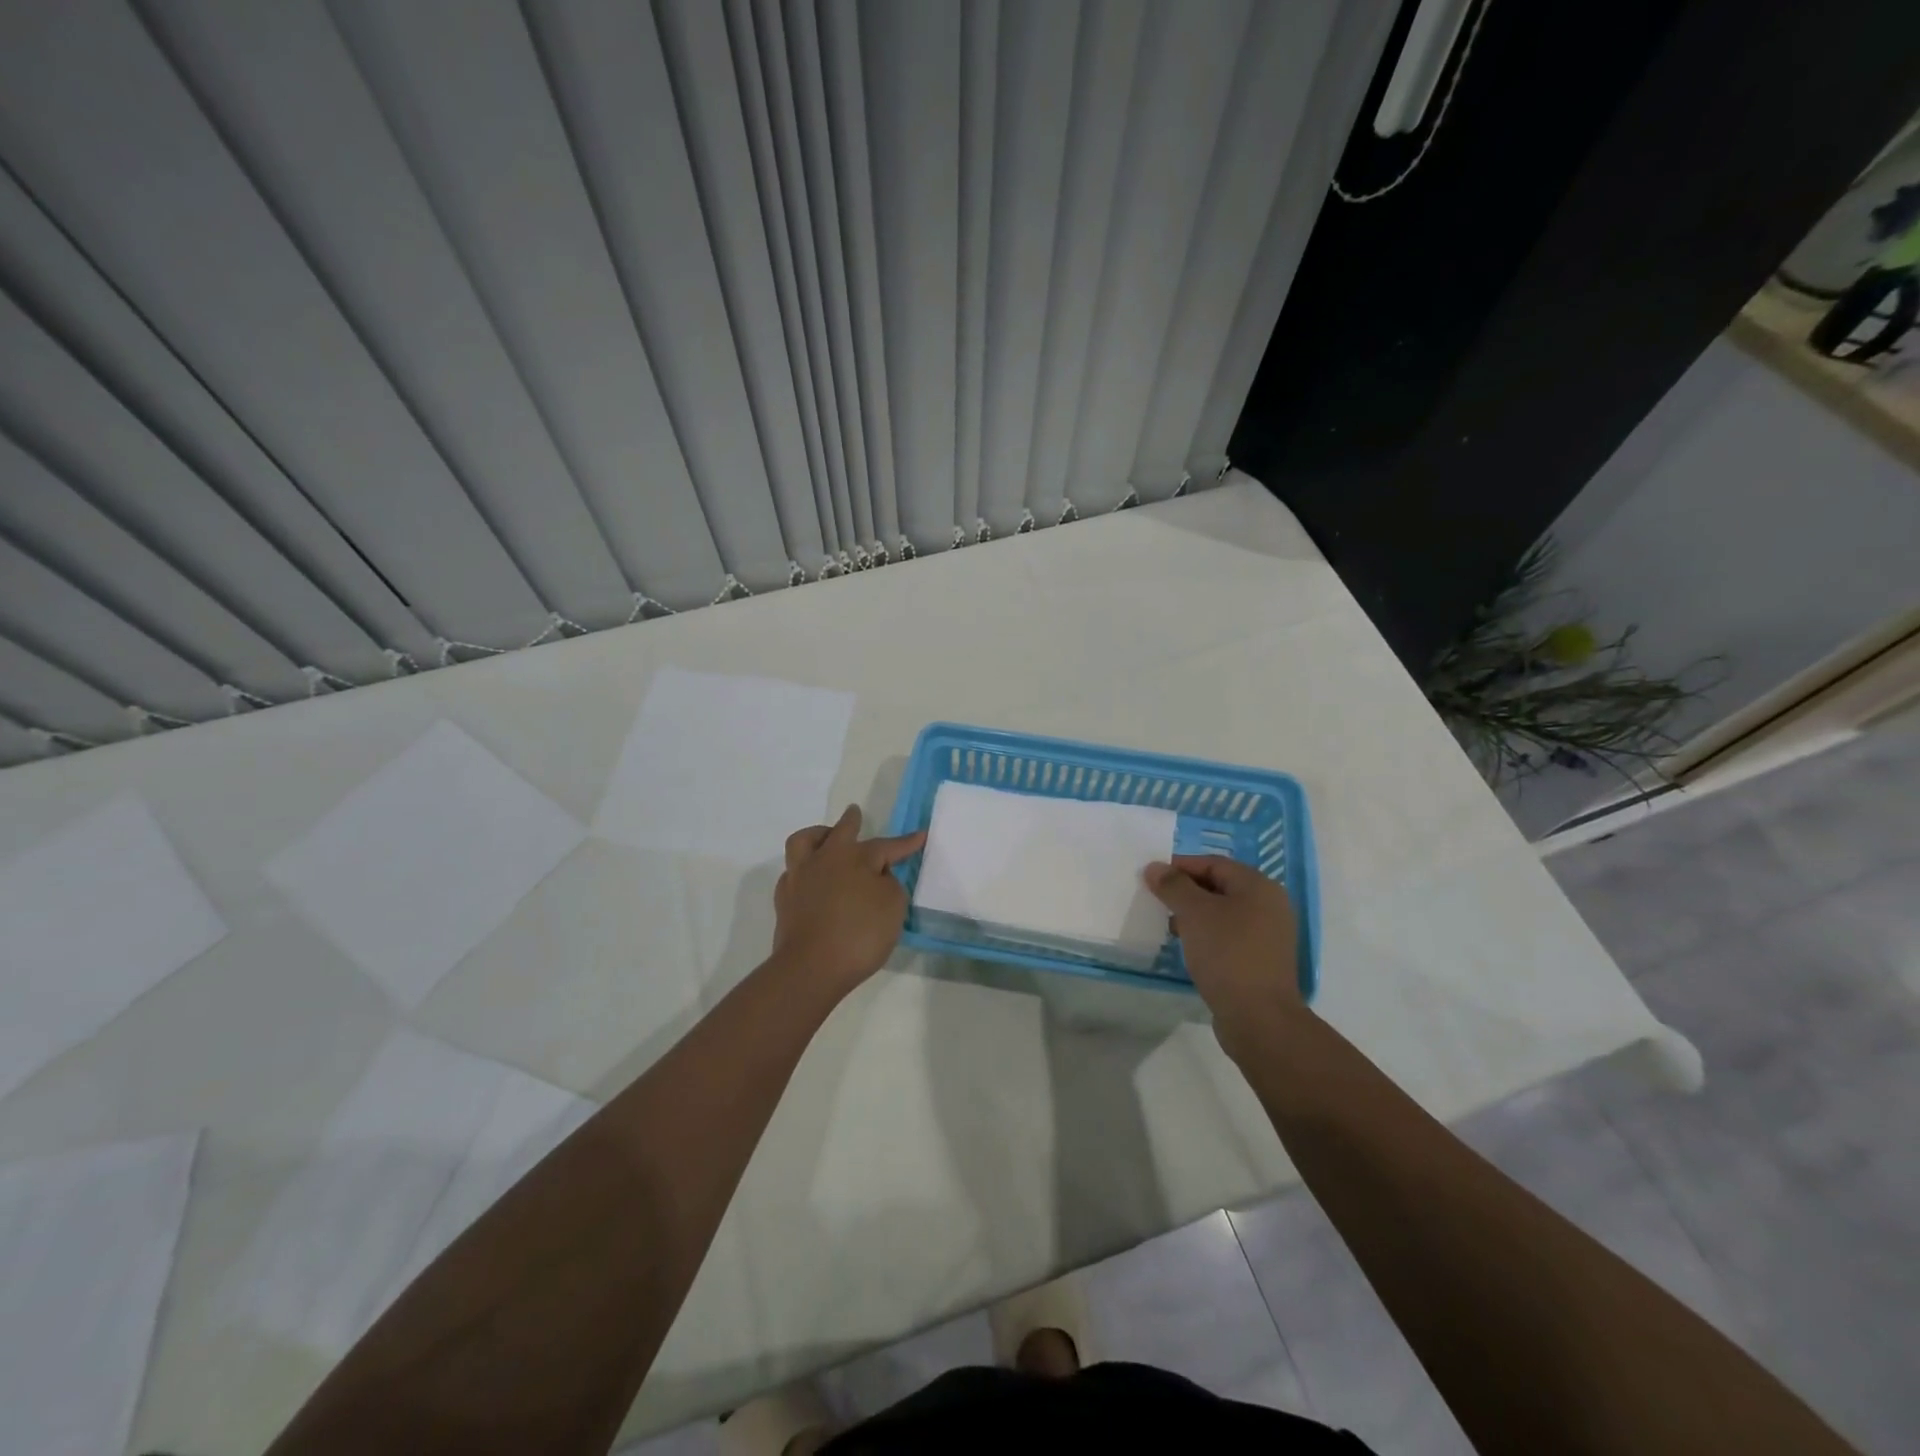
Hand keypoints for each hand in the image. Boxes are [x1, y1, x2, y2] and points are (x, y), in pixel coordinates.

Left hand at [772, 805, 925, 1001]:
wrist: (811, 967)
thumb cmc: (859, 933)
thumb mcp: (893, 906)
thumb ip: (889, 885)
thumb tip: (876, 877)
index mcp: (855, 857)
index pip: (886, 846)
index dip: (906, 843)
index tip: (921, 835)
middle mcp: (825, 859)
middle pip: (840, 831)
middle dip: (851, 821)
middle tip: (855, 813)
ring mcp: (799, 877)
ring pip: (804, 842)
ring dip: (817, 836)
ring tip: (825, 839)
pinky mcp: (784, 900)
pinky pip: (792, 873)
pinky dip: (804, 870)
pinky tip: (811, 880)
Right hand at [1144, 855, 1303, 1054]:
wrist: (1259, 1018)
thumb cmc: (1227, 954)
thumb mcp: (1194, 913)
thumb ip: (1173, 886)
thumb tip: (1155, 867)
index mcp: (1258, 887)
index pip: (1213, 863)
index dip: (1180, 866)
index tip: (1151, 878)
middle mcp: (1269, 905)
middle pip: (1219, 886)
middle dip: (1185, 891)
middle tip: (1156, 901)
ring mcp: (1268, 935)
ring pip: (1223, 913)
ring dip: (1194, 915)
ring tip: (1167, 926)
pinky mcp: (1261, 960)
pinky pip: (1228, 936)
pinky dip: (1206, 935)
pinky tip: (1187, 947)